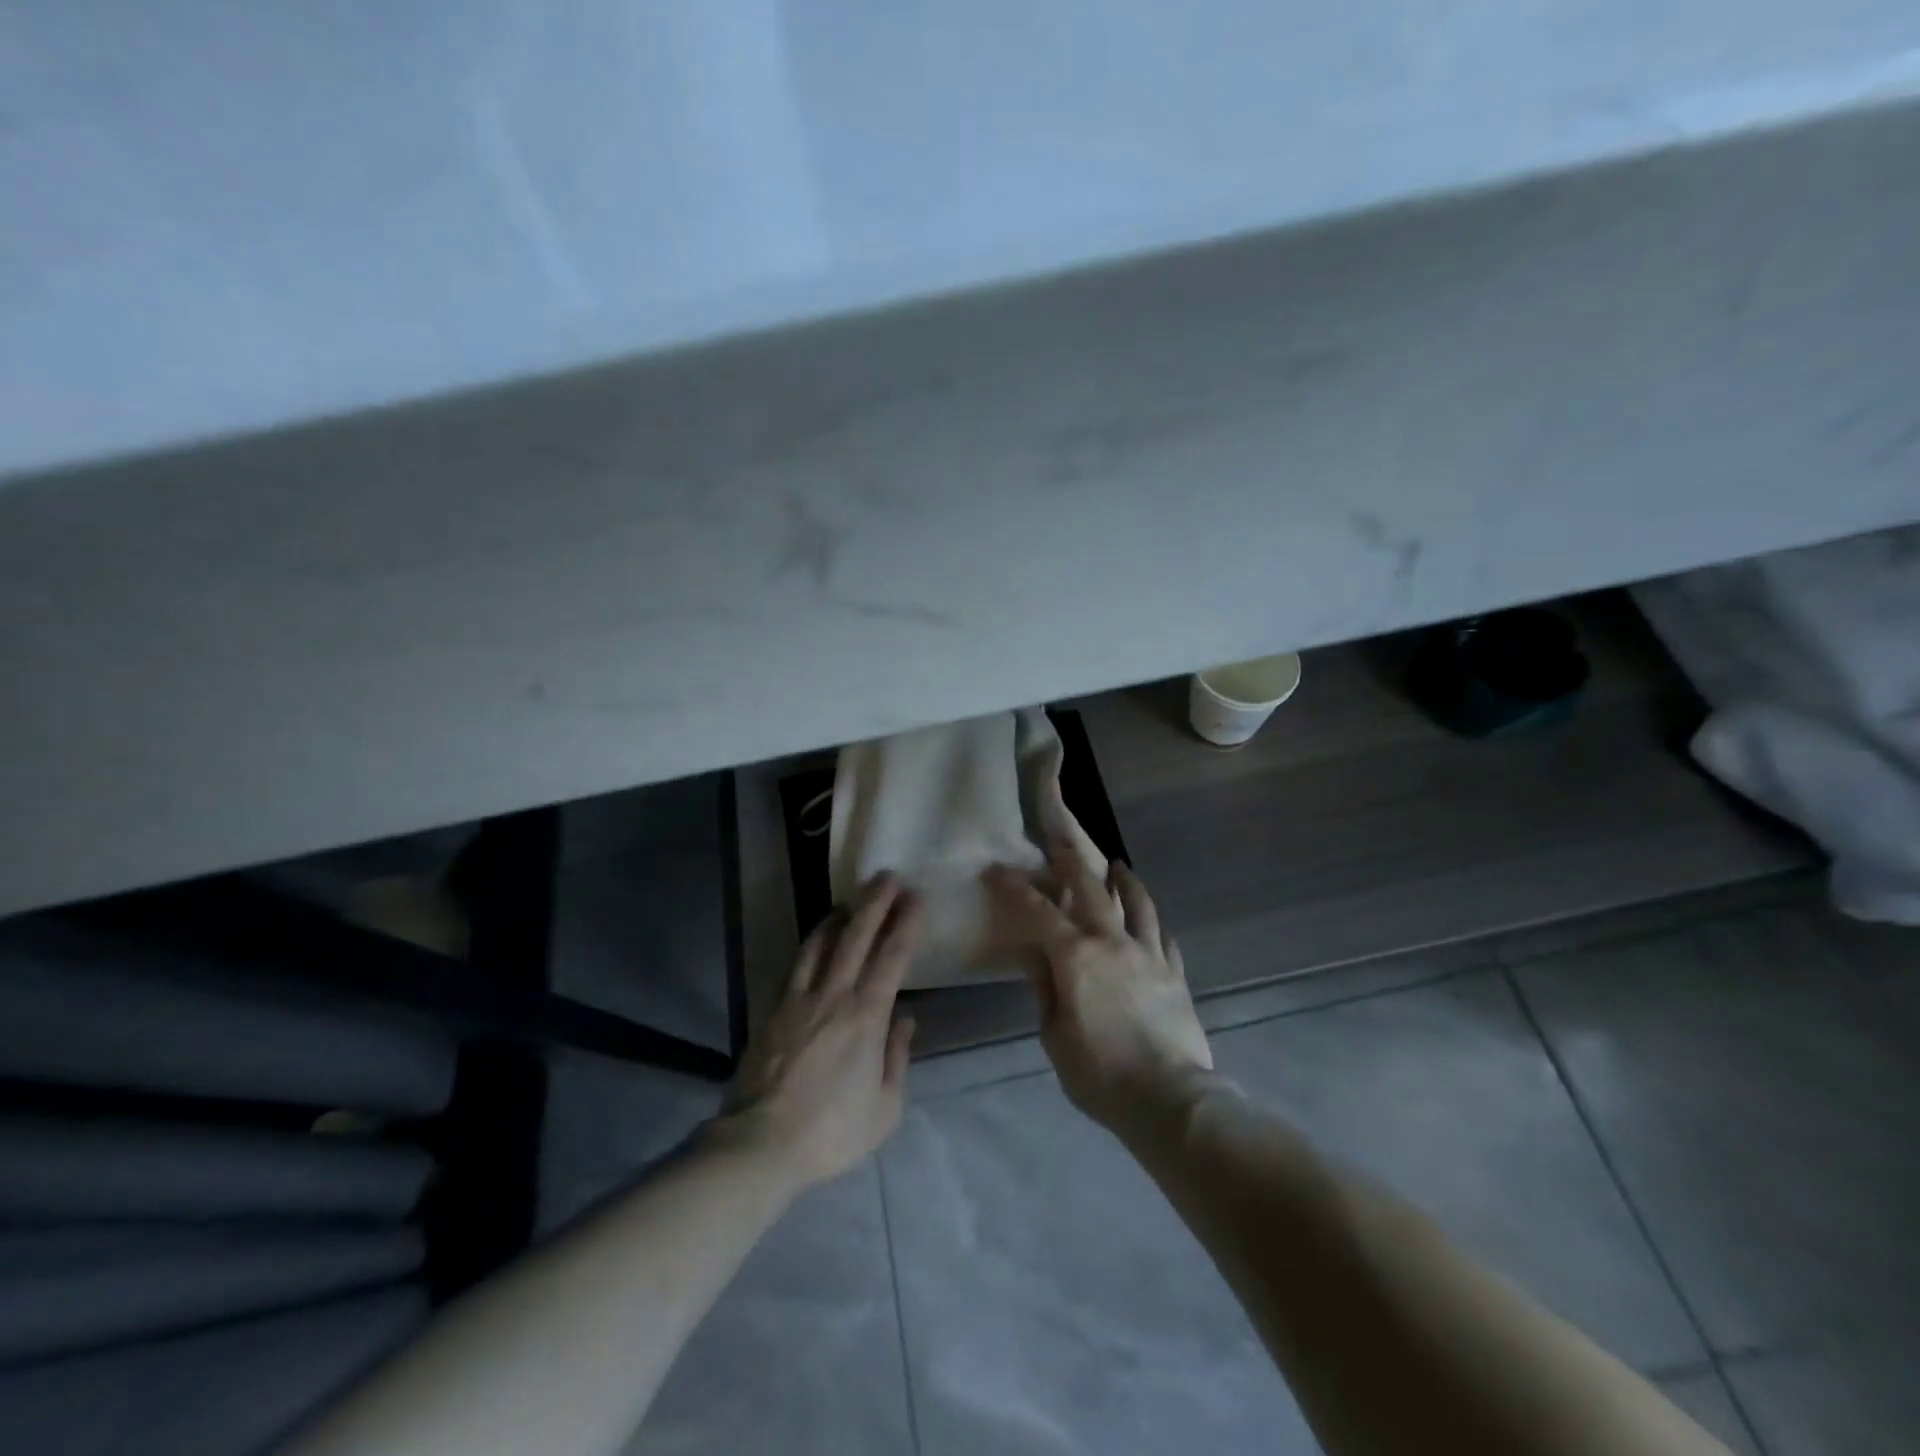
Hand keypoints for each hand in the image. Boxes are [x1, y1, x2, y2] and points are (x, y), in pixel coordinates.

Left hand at [715, 874, 924, 1187]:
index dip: (906, 923)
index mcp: (867, 1016)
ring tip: (849, 899)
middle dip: (875, 902)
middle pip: (857, 936)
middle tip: (887, 876)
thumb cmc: (831, 1131)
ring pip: (820, 943)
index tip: (917, 897)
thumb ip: (897, 1057)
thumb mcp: (885, 1108)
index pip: (892, 956)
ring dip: (838, 916)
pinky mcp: (773, 1009)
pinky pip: (794, 965)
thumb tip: (905, 1019)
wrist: (761, 1142)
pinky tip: (815, 940)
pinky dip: (810, 945)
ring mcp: (799, 998)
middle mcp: (834, 995)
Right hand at [984, 849, 1212, 1138]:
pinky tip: (1151, 922)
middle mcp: (1113, 942)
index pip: (1040, 910)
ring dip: (1125, 881)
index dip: (1015, 887)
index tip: (997, 869)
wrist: (1169, 1098)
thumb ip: (1044, 987)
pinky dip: (1153, 922)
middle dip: (1072, 862)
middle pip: (1093, 889)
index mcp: (1076, 956)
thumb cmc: (1099, 1073)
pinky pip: (1163, 937)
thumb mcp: (1054, 1035)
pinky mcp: (1175, 973)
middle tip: (1061, 844)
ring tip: (1119, 866)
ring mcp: (1149, 954)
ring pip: (1138, 903)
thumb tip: (1032, 951)